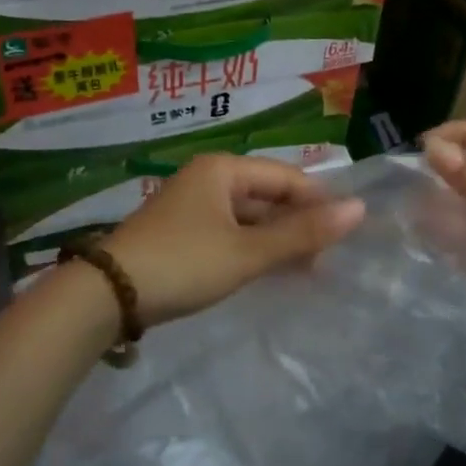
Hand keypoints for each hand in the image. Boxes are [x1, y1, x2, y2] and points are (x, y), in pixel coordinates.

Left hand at [100, 154, 365, 326]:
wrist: (106, 295)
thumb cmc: (183, 263)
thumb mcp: (247, 252)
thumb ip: (302, 233)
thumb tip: (359, 209)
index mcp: (223, 169)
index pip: (286, 177)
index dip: (318, 204)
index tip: (344, 237)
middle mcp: (208, 179)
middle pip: (267, 196)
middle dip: (297, 225)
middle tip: (326, 261)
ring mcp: (192, 206)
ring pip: (249, 217)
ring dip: (276, 241)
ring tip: (305, 272)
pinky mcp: (182, 233)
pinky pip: (230, 233)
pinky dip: (252, 250)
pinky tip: (268, 273)